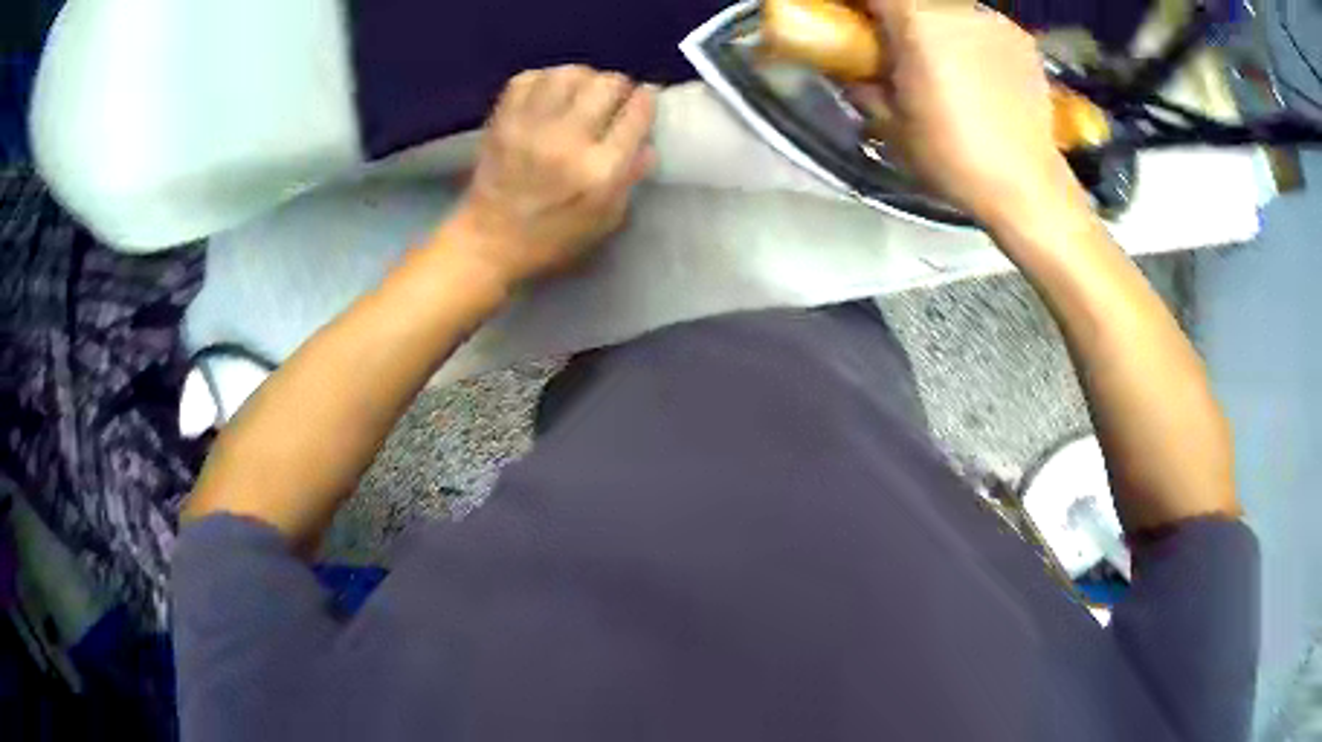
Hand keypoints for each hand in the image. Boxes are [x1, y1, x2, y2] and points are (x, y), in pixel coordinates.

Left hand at [441, 65, 656, 287]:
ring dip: (583, 78)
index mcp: (599, 171)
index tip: (646, 98)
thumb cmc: (553, 237)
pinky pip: (530, 78)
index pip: (636, 115)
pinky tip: (551, 94)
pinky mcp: (504, 120)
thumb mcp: (605, 219)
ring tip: (582, 92)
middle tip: (614, 98)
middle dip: (618, 87)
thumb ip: (630, 177)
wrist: (488, 240)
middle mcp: (567, 140)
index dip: (647, 100)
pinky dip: (546, 79)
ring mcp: (531, 126)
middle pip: (606, 84)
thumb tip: (647, 142)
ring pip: (569, 73)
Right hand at [853, 0, 1086, 227]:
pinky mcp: (1021, 39)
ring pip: (949, 8)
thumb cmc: (954, 158)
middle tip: (896, 46)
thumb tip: (851, 69)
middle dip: (898, 15)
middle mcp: (957, 9)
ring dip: (936, 24)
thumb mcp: (890, 126)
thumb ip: (863, 85)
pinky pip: (982, 24)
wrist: (1028, 186)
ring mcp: (994, 21)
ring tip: (943, 61)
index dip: (860, 4)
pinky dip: (971, 37)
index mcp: (917, 22)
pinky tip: (978, 71)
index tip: (856, 20)